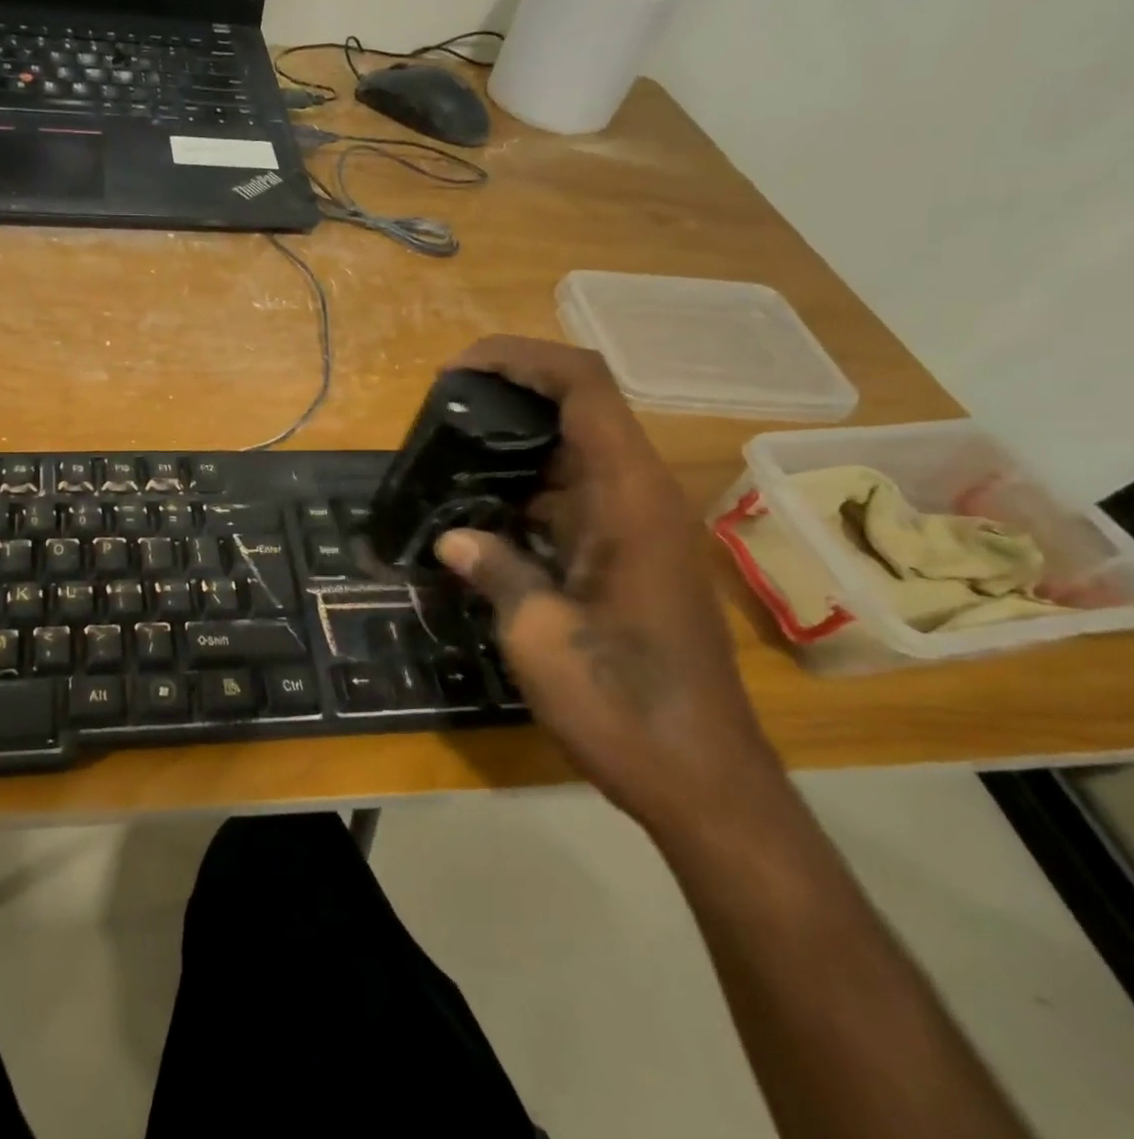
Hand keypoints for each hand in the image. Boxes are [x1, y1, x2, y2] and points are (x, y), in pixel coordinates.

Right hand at [432, 338, 782, 835]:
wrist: (699, 779)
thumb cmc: (622, 705)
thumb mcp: (539, 635)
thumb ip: (495, 570)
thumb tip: (450, 539)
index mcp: (628, 500)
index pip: (585, 388)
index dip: (522, 360)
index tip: (458, 369)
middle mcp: (638, 499)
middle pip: (578, 411)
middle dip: (509, 398)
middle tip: (439, 416)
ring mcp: (635, 529)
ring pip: (572, 455)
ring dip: (512, 447)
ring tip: (445, 457)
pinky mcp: (625, 558)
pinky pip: (571, 499)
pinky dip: (523, 493)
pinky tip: (475, 514)